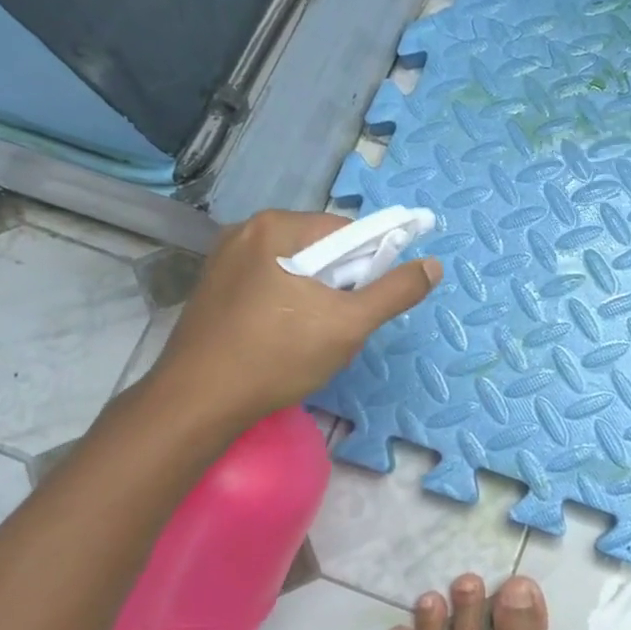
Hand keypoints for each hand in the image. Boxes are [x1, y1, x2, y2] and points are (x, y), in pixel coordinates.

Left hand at [143, 210, 439, 429]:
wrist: (198, 403)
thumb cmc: (278, 356)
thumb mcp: (349, 325)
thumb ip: (395, 291)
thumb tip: (433, 265)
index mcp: (277, 226)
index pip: (347, 231)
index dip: (369, 265)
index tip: (367, 304)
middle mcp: (246, 231)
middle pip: (320, 249)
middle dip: (340, 285)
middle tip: (340, 327)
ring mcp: (224, 260)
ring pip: (295, 269)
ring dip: (316, 297)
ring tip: (312, 338)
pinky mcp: (213, 289)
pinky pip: (269, 284)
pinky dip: (287, 305)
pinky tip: (283, 339)